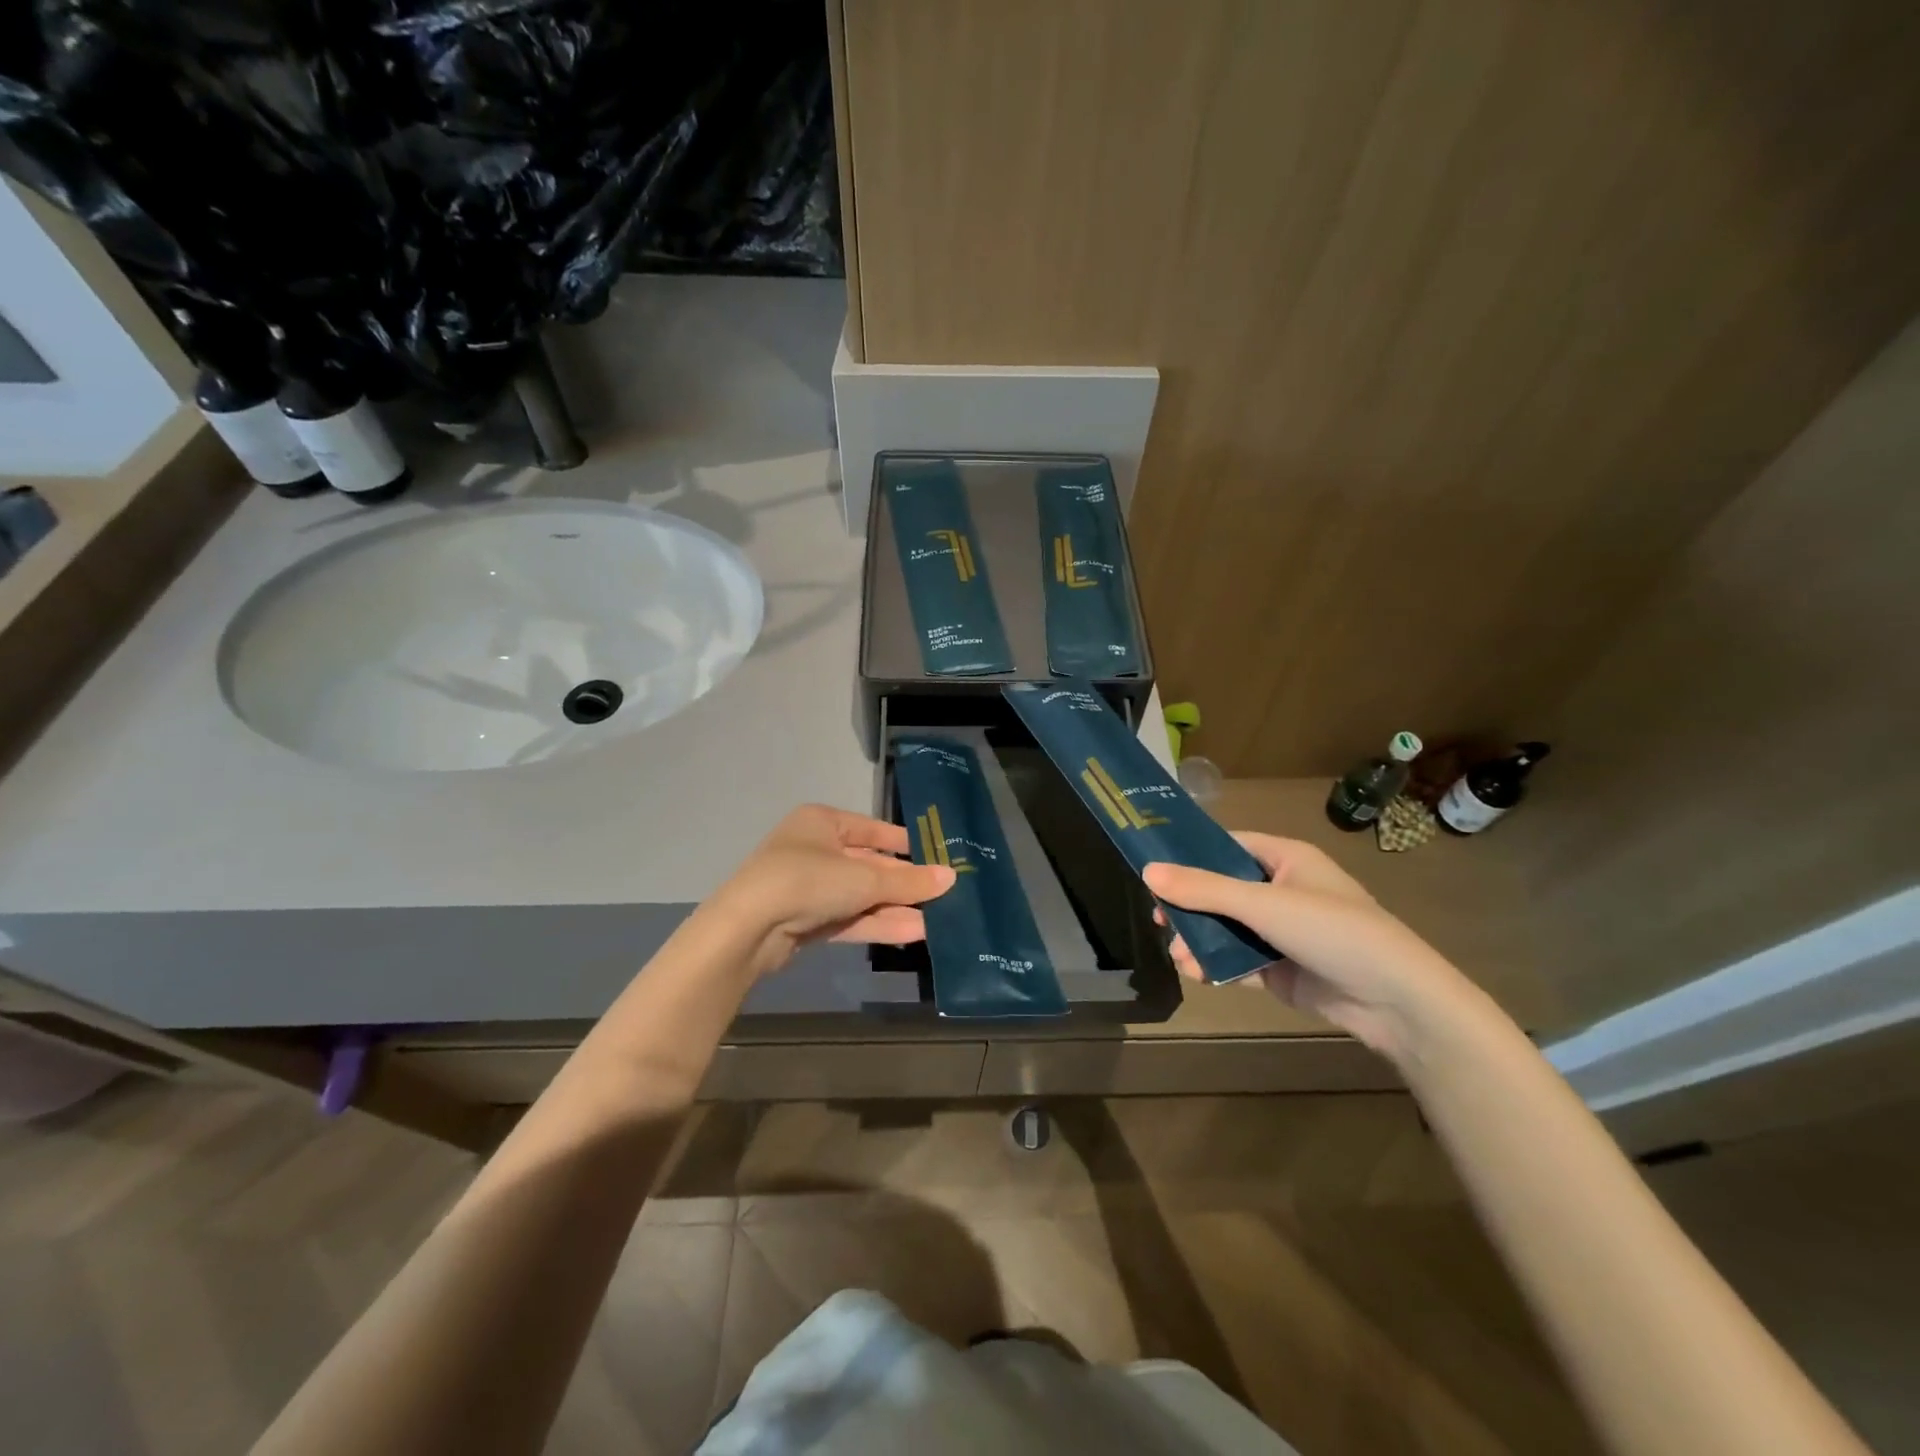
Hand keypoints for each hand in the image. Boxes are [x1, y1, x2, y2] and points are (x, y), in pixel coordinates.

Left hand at [711, 805, 954, 974]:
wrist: (747, 929)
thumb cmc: (807, 881)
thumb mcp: (864, 879)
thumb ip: (908, 882)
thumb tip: (951, 877)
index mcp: (822, 822)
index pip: (873, 829)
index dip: (904, 843)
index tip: (936, 856)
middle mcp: (814, 849)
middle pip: (869, 865)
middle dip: (903, 883)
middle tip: (942, 895)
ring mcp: (808, 887)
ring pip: (860, 895)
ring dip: (895, 908)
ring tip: (936, 920)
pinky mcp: (805, 920)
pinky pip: (849, 917)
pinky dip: (876, 923)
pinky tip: (912, 933)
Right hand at [1143, 834, 1481, 1061]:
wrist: (1396, 1001)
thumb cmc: (1332, 930)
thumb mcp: (1263, 904)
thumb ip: (1204, 889)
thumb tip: (1147, 871)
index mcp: (1285, 858)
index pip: (1226, 846)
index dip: (1189, 855)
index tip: (1152, 869)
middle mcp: (1281, 889)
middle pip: (1220, 890)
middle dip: (1188, 907)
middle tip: (1158, 919)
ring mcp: (1281, 931)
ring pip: (1225, 928)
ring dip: (1199, 940)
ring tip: (1180, 957)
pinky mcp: (1281, 968)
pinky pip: (1238, 960)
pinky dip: (1217, 965)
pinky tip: (1199, 974)